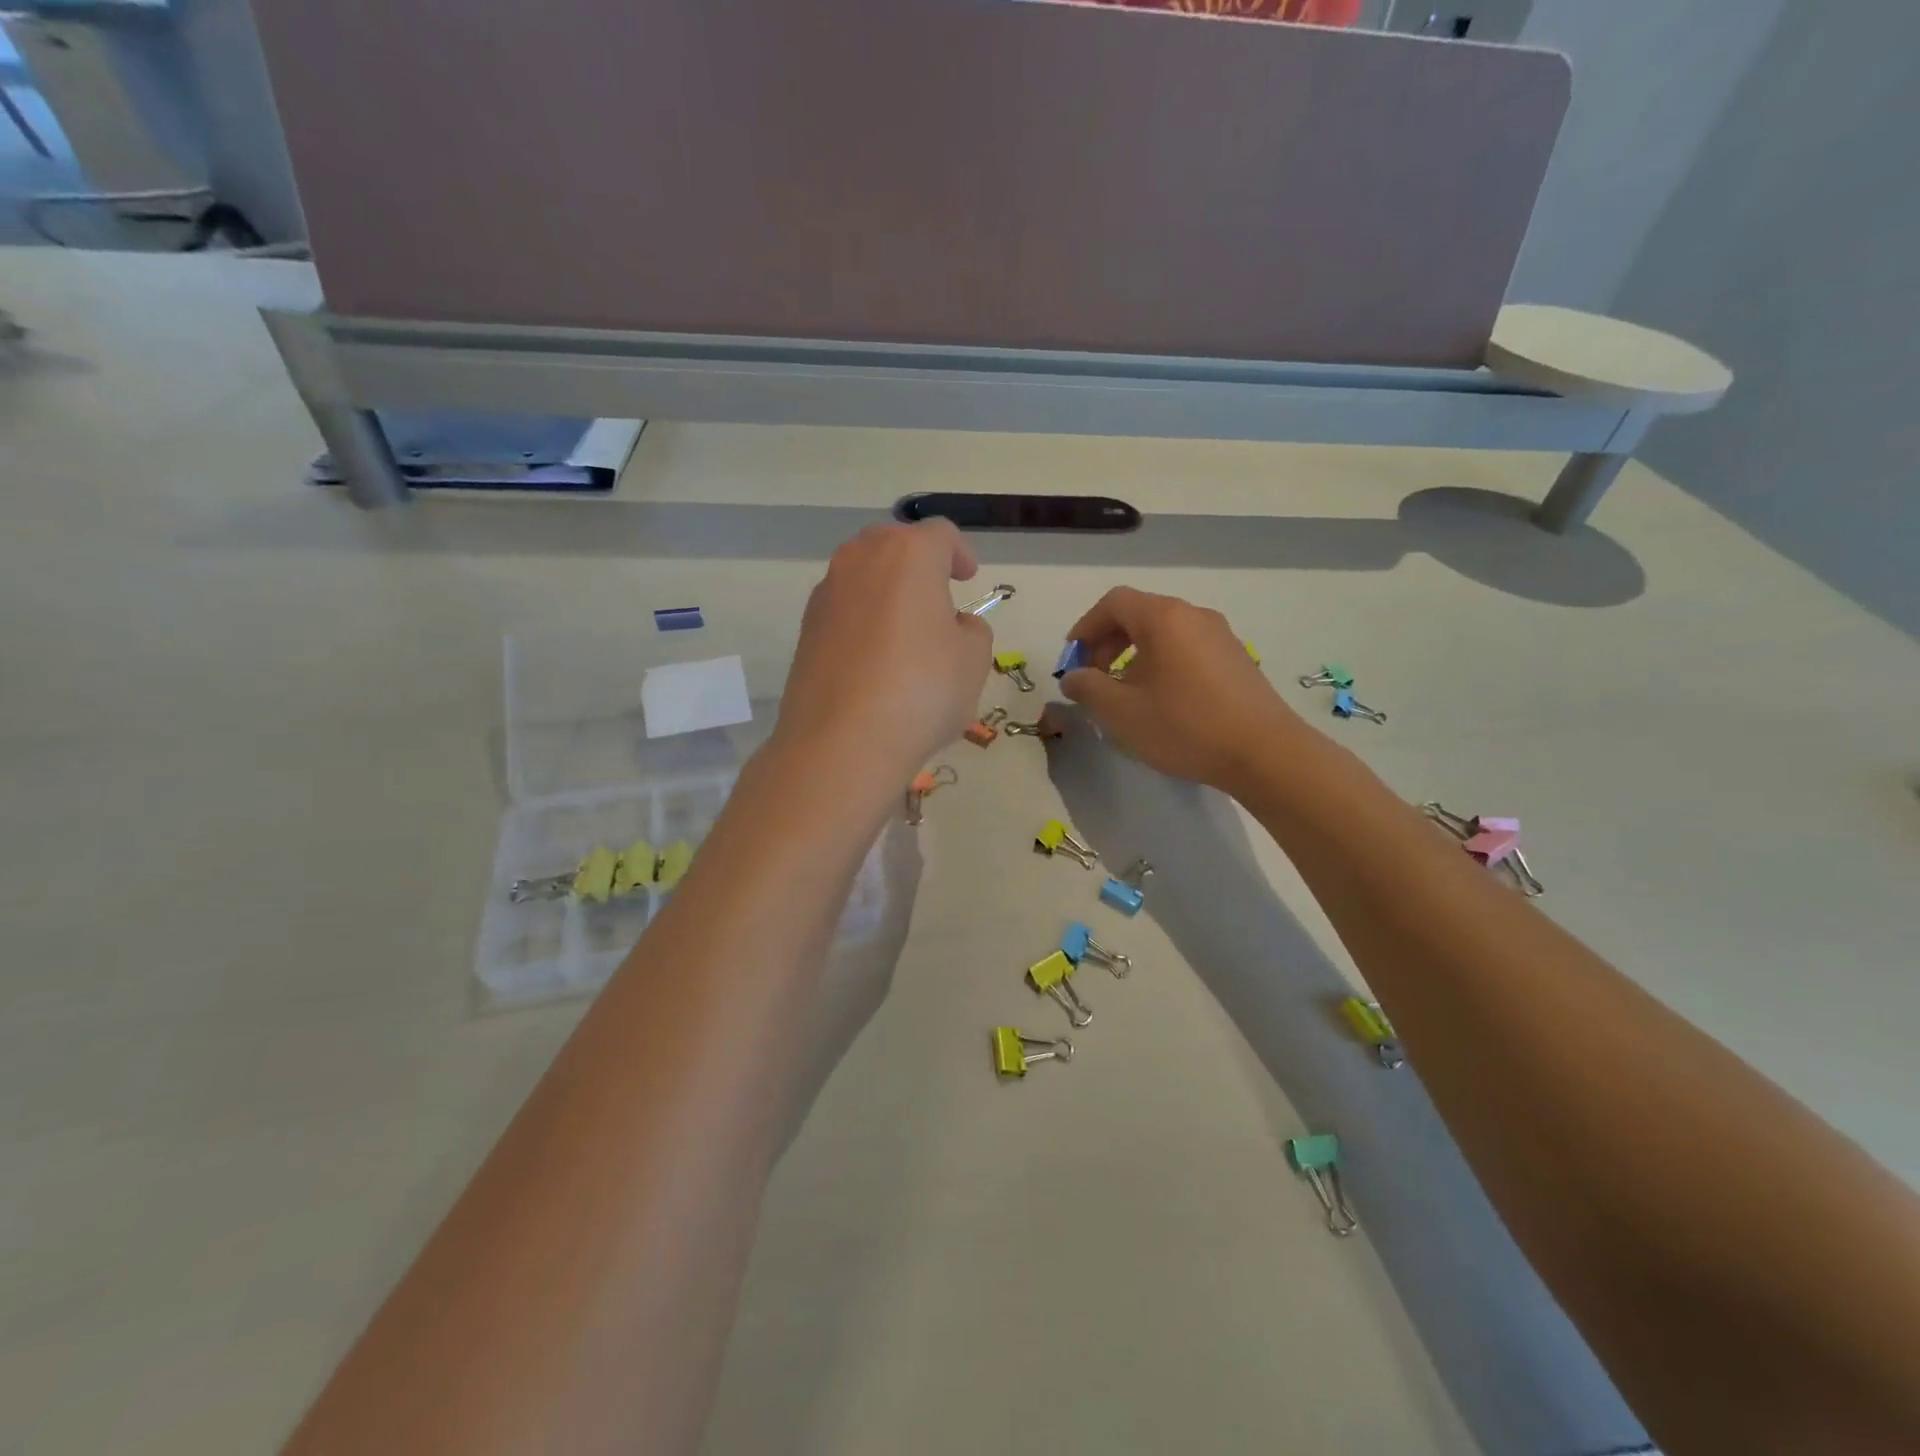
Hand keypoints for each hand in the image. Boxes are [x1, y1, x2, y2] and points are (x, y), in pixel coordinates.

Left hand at [775, 521, 993, 781]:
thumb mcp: (973, 660)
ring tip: (905, 630)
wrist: (841, 742)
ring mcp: (826, 594)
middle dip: (917, 562)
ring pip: (862, 574)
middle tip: (936, 594)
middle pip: (893, 542)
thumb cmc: (921, 691)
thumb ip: (971, 630)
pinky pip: (843, 609)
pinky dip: (863, 619)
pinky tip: (875, 658)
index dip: (960, 552)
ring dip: (887, 590)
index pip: (940, 534)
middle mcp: (860, 561)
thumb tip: (951, 625)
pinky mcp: (806, 630)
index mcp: (908, 555)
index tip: (967, 577)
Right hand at [1058, 587, 1309, 790]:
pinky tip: (1162, 700)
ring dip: (1135, 655)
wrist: (1265, 753)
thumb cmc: (1185, 726)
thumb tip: (1073, 677)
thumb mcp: (1121, 711)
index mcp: (1164, 618)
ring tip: (1125, 693)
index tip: (1072, 660)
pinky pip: (1187, 648)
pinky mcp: (1237, 659)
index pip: (1114, 603)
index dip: (1086, 627)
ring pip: (1165, 633)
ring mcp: (1221, 636)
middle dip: (1108, 642)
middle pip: (1140, 614)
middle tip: (1094, 678)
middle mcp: (1194, 616)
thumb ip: (1087, 688)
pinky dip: (1163, 663)